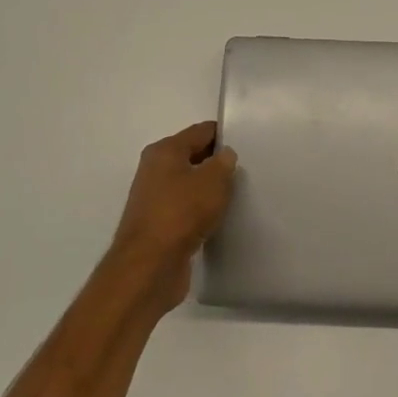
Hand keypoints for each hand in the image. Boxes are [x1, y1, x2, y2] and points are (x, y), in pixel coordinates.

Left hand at [109, 121, 238, 302]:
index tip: (247, 142)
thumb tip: (225, 155)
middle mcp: (154, 170)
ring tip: (237, 195)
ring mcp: (154, 199)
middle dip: (217, 162)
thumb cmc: (182, 212)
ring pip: (189, 184)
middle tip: (246, 169)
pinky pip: (186, 209)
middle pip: (192, 156)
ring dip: (209, 189)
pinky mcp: (159, 225)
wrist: (150, 265)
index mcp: (164, 151)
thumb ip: (224, 163)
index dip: (223, 134)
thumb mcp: (213, 181)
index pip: (200, 131)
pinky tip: (219, 218)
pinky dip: (201, 211)